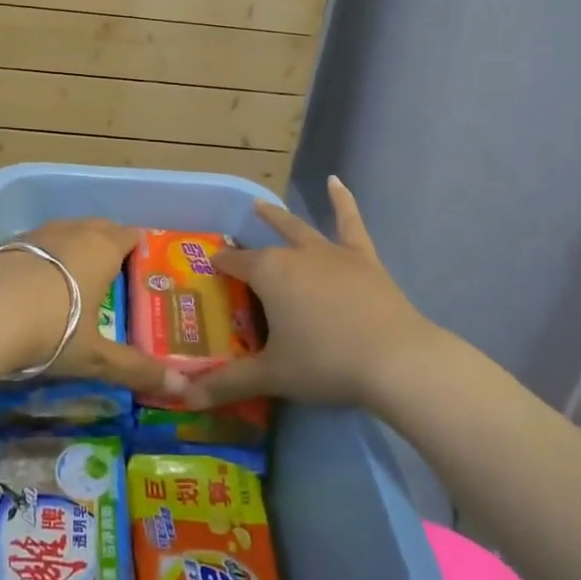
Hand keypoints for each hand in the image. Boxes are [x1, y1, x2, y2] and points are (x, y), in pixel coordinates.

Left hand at [0, 219, 184, 398]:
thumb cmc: (54, 329)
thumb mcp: (96, 356)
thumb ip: (137, 369)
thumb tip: (182, 389)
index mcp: (104, 248)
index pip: (131, 236)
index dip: (139, 251)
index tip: (141, 275)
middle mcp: (74, 231)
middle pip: (100, 228)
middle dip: (109, 246)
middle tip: (112, 279)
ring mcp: (39, 233)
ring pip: (67, 232)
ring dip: (74, 249)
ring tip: (75, 281)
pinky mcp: (8, 244)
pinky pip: (38, 245)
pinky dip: (44, 258)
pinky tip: (36, 286)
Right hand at [183, 177, 434, 409]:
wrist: (394, 359)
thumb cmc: (326, 363)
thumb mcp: (272, 375)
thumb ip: (228, 383)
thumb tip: (185, 398)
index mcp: (270, 274)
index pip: (236, 264)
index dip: (221, 265)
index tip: (210, 265)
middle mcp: (297, 255)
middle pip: (266, 245)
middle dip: (247, 243)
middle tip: (233, 241)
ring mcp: (332, 253)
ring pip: (300, 229)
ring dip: (279, 218)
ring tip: (261, 204)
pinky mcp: (364, 259)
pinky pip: (350, 223)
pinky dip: (342, 201)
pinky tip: (336, 181)